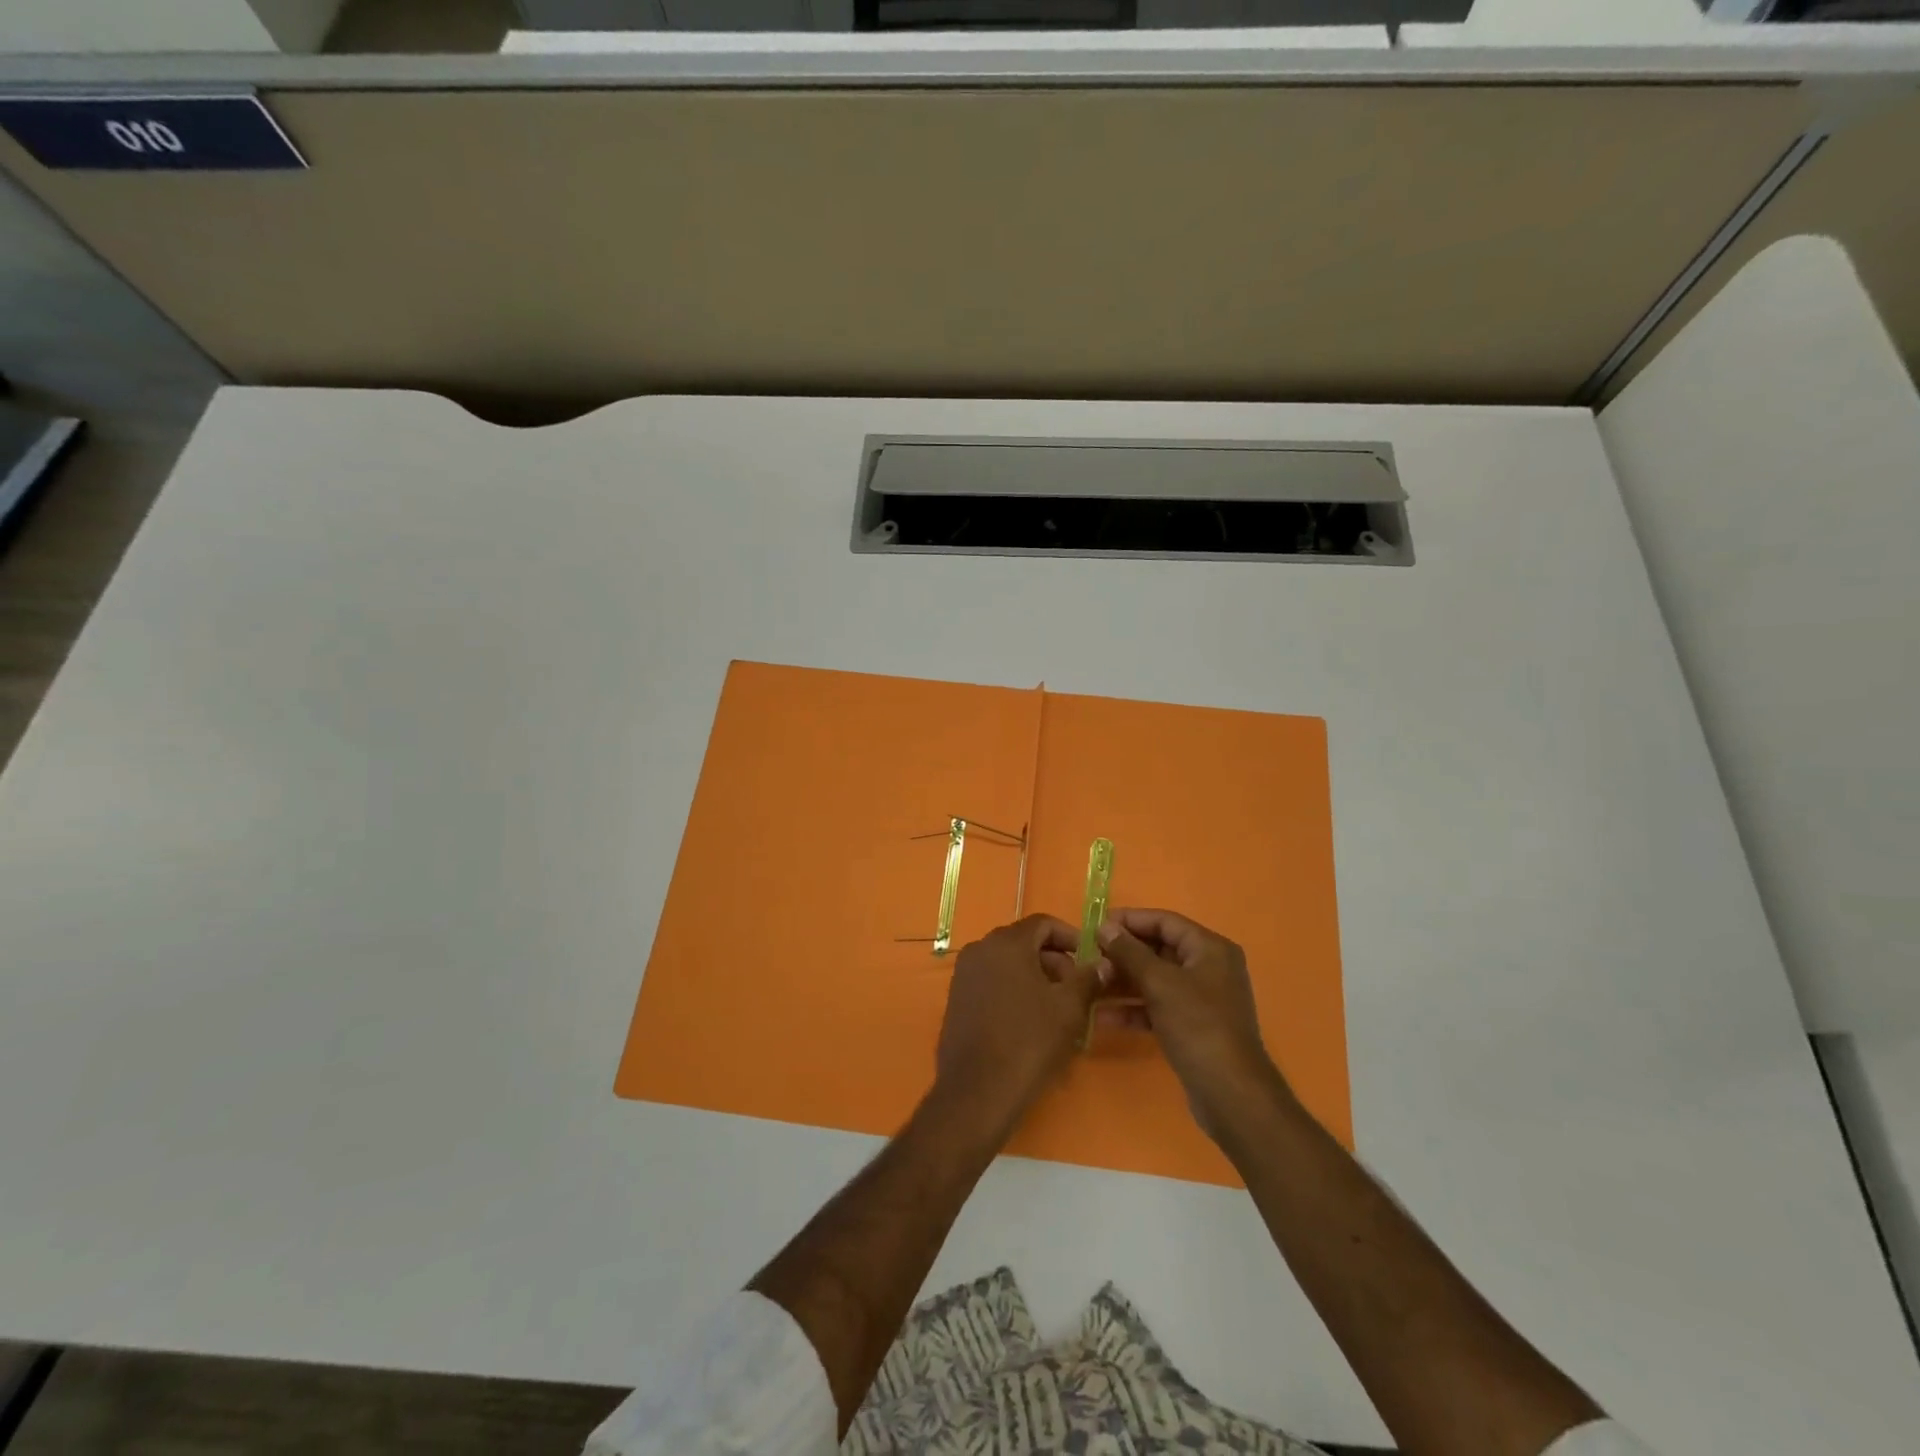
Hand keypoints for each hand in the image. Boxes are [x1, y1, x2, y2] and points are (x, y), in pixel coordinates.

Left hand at [934, 915, 1103, 1137]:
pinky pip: (991, 981)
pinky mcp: (956, 998)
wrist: (978, 1090)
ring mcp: (964, 974)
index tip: (1089, 959)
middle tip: (1076, 988)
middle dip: (1053, 959)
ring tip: (1056, 1007)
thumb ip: (1088, 978)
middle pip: (1024, 941)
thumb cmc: (1029, 1042)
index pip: (1043, 923)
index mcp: (1006, 943)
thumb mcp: (1069, 1008)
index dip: (1070, 937)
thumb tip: (1103, 963)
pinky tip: (1029, 1020)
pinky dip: (1013, 989)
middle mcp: (980, 949)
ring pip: (1007, 962)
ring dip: (1034, 976)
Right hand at [1096, 908, 1285, 1138]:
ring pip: (1155, 980)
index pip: (1165, 921)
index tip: (1096, 925)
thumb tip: (1105, 926)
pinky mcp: (1192, 1026)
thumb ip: (1129, 952)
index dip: (1130, 920)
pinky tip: (1102, 1017)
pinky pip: (1157, 1007)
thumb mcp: (1160, 983)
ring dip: (1123, 982)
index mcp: (1210, 949)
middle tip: (1088, 957)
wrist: (1230, 1094)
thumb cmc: (1197, 1026)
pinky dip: (1133, 1009)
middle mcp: (1209, 968)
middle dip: (1123, 954)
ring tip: (1090, 985)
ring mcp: (1201, 999)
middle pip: (1159, 949)